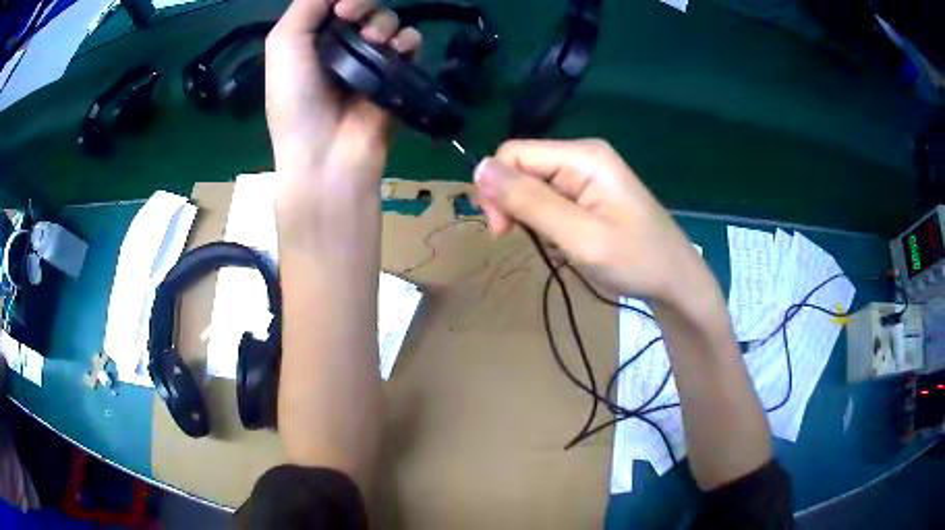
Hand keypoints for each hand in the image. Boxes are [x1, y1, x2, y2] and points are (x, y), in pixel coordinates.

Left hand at [265, 0, 421, 217]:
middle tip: (351, 16)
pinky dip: (407, 41)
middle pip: (364, 5)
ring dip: (383, 23)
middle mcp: (342, 45)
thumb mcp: (283, 45)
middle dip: (362, 3)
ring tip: (373, 43)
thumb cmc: (296, 100)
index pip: (334, 2)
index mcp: (313, 39)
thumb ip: (305, 7)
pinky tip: (396, 50)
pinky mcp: (397, 75)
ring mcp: (371, 60)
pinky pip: (411, 43)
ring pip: (388, 21)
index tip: (339, 6)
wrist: (326, 154)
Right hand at [474, 139, 711, 305]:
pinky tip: (562, 239)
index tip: (504, 231)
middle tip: (523, 240)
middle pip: (522, 166)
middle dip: (513, 203)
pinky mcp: (591, 191)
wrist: (676, 280)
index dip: (497, 188)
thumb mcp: (580, 236)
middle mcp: (583, 156)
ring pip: (533, 183)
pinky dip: (545, 220)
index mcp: (582, 156)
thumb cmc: (635, 260)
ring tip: (552, 243)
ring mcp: (588, 173)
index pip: (513, 153)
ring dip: (529, 214)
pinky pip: (550, 196)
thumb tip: (479, 167)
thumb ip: (530, 201)